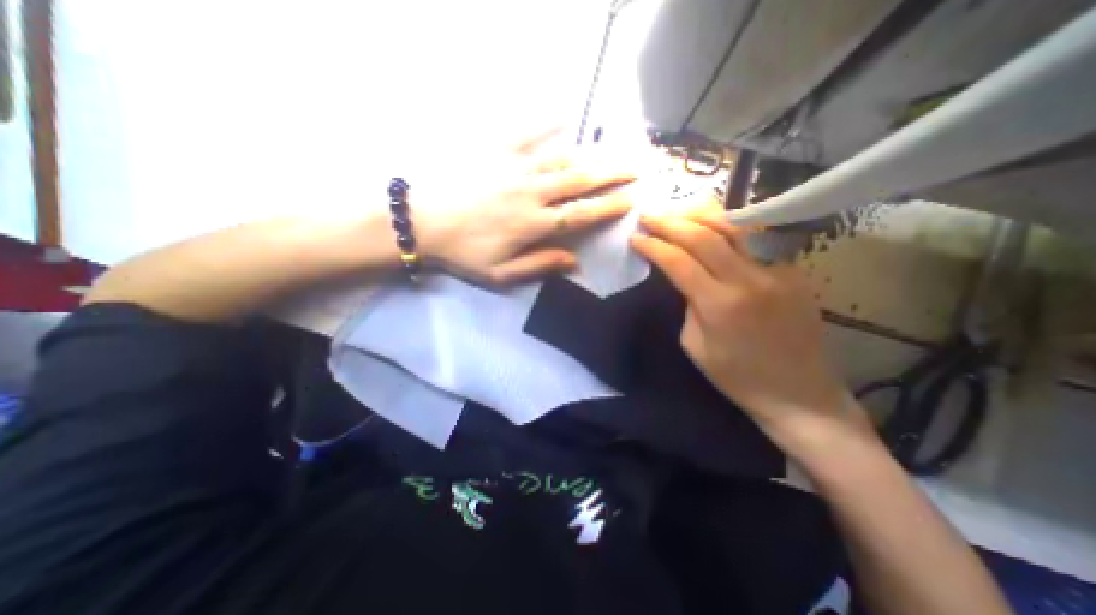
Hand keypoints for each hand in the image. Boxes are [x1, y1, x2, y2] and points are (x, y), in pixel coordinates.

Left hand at [410, 130, 635, 283]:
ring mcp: (515, 168)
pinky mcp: (495, 150)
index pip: (581, 215)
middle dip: (611, 175)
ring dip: (590, 154)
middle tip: (635, 168)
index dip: (608, 207)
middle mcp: (532, 193)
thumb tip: (575, 263)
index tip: (630, 200)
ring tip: (611, 150)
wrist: (419, 221)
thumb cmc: (461, 252)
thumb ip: (539, 266)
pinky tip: (563, 115)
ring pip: (561, 159)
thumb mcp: (500, 274)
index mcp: (534, 225)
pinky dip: (547, 123)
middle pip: (580, 182)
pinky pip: (526, 133)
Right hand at [630, 211, 868, 450]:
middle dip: (670, 222)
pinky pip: (756, 239)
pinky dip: (728, 227)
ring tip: (678, 212)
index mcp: (720, 305)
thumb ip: (687, 305)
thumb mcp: (695, 346)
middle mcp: (749, 280)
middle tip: (649, 215)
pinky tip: (713, 225)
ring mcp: (776, 271)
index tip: (635, 239)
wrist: (800, 394)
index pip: (678, 261)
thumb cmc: (738, 378)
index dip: (653, 246)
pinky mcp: (793, 271)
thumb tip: (687, 278)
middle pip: (704, 235)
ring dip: (700, 215)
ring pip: (734, 226)